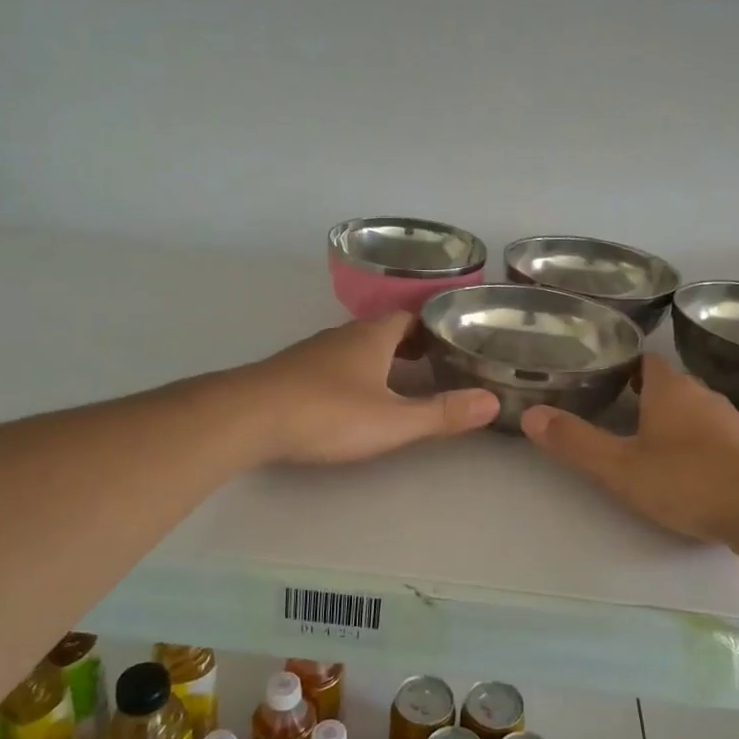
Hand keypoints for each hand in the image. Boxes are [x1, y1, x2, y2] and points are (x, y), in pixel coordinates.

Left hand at [241, 312, 499, 465]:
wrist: (247, 418)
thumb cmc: (327, 413)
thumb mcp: (393, 420)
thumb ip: (442, 414)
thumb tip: (492, 402)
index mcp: (372, 337)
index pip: (410, 318)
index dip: (433, 327)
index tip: (453, 341)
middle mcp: (343, 336)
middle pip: (384, 331)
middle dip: (410, 344)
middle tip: (435, 364)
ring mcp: (313, 353)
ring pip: (356, 348)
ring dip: (380, 359)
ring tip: (401, 382)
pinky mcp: (290, 373)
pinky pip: (333, 365)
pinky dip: (353, 373)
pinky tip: (352, 398)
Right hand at [520, 354, 738, 543]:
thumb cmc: (687, 479)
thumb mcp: (620, 466)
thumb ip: (575, 441)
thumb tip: (530, 414)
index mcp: (670, 388)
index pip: (643, 359)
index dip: (621, 365)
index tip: (598, 377)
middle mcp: (701, 394)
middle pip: (666, 385)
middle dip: (640, 395)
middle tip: (609, 411)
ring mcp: (729, 421)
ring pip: (690, 410)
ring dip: (668, 420)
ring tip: (640, 439)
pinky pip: (711, 435)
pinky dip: (692, 442)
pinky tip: (682, 466)